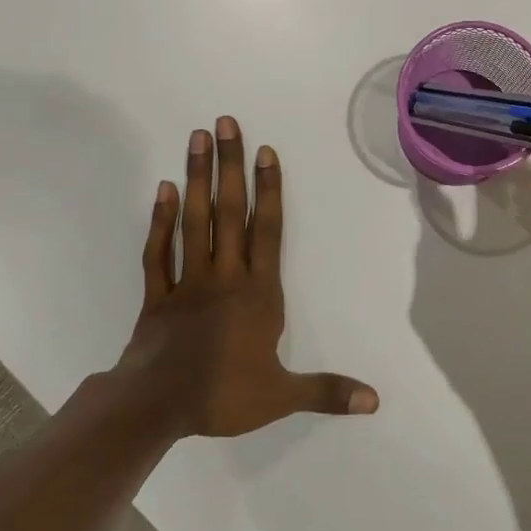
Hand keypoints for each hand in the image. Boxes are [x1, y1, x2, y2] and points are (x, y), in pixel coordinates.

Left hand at [115, 117, 378, 437]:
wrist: (155, 407)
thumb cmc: (222, 396)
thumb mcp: (281, 397)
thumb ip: (327, 391)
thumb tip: (375, 401)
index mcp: (257, 293)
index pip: (268, 231)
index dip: (268, 189)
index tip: (264, 151)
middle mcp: (224, 275)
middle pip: (228, 212)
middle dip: (229, 166)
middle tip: (223, 123)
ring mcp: (187, 281)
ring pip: (193, 221)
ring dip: (195, 178)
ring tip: (196, 138)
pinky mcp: (157, 294)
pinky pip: (158, 251)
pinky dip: (160, 220)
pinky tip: (163, 189)